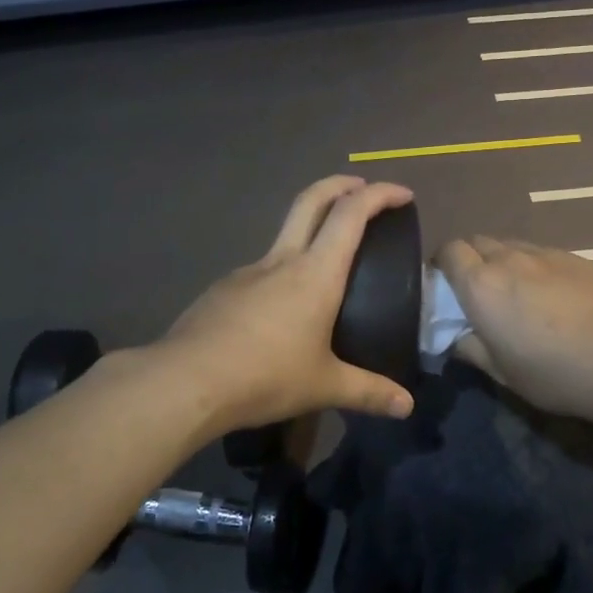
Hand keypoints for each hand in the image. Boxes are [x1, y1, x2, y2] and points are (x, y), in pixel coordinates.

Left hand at [156, 176, 417, 434]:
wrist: (186, 380)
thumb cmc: (265, 376)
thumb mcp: (324, 386)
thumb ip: (368, 392)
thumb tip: (406, 407)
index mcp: (316, 273)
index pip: (351, 214)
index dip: (380, 195)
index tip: (402, 194)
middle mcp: (282, 261)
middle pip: (311, 200)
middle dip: (339, 184)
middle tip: (362, 188)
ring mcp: (248, 271)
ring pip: (284, 234)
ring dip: (309, 228)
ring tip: (326, 262)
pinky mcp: (223, 289)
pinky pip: (261, 270)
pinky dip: (282, 271)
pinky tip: (282, 309)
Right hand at [434, 236, 592, 423]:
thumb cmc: (556, 373)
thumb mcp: (503, 374)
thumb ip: (471, 349)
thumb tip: (457, 337)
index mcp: (481, 284)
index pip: (448, 251)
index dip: (443, 264)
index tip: (446, 288)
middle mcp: (508, 258)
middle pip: (477, 241)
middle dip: (471, 259)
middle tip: (479, 291)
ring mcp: (545, 253)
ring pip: (510, 245)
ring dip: (503, 261)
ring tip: (516, 291)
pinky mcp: (575, 257)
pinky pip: (541, 253)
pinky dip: (534, 266)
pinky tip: (551, 294)